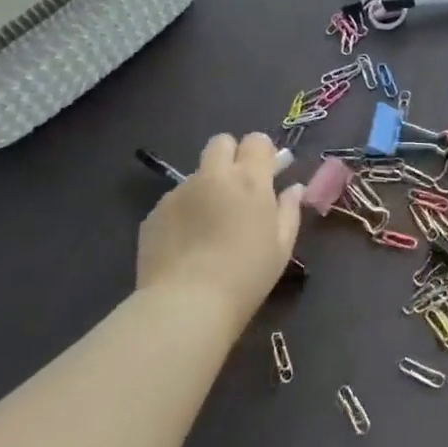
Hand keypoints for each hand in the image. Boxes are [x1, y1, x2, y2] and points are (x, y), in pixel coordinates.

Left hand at [137, 133, 302, 321]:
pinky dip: (185, 211)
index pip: (256, 140)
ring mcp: (179, 192)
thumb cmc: (246, 276)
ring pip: (197, 174)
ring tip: (209, 225)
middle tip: (237, 187)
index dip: (262, 153)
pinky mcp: (154, 213)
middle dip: (231, 155)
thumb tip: (293, 189)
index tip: (267, 173)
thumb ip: (289, 210)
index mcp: (249, 180)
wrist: (185, 306)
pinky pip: (176, 200)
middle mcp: (213, 176)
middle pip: (221, 142)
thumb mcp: (281, 247)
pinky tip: (187, 243)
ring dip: (208, 187)